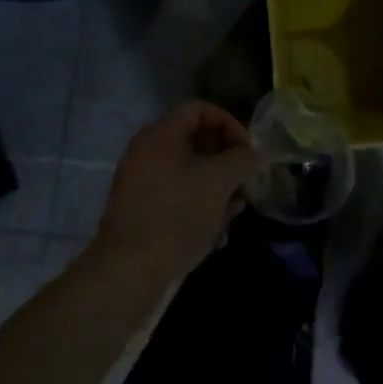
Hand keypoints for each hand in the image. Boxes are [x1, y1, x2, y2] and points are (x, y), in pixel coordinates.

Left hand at [92, 100, 260, 285]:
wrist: (128, 274)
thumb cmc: (176, 216)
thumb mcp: (218, 182)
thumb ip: (241, 159)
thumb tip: (255, 153)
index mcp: (160, 134)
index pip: (199, 109)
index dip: (229, 122)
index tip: (248, 150)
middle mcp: (147, 151)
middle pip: (194, 138)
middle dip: (225, 155)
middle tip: (245, 177)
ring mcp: (142, 182)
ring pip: (188, 169)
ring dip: (216, 181)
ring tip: (237, 204)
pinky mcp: (142, 211)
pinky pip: (177, 193)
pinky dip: (199, 200)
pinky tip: (219, 223)